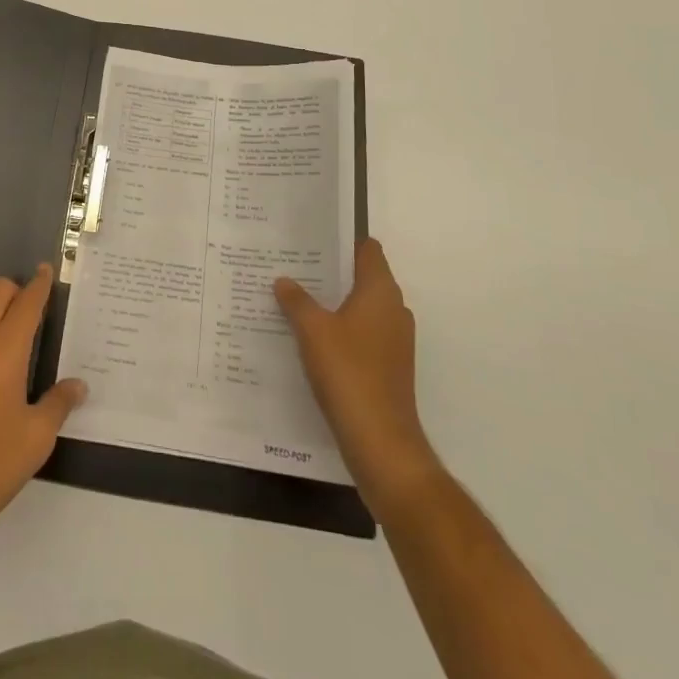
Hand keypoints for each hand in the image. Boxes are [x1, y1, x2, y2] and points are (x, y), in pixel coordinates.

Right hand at [276, 238, 440, 507]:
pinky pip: (361, 334)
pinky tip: (308, 337)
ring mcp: (394, 341)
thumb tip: (284, 280)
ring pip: (360, 307)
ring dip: (332, 302)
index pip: (368, 250)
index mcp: (380, 292)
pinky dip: (339, 330)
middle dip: (330, 271)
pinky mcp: (388, 367)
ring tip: (294, 298)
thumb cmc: (349, 373)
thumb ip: (296, 300)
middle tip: (292, 264)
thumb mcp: (312, 330)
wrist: (381, 443)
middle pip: (362, 277)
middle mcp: (393, 310)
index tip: (311, 236)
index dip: (342, 240)